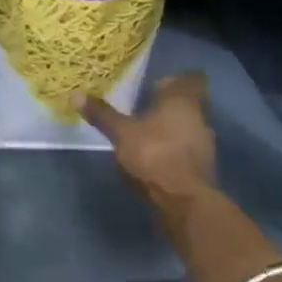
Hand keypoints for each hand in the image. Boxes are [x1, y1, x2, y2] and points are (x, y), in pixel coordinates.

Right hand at [80, 72, 215, 208]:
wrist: (184, 202)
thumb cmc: (154, 154)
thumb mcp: (121, 133)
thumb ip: (102, 114)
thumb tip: (75, 94)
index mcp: (182, 101)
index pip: (192, 79)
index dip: (177, 80)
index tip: (158, 84)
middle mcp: (200, 118)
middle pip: (190, 105)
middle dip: (170, 106)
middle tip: (146, 107)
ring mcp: (206, 145)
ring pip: (190, 128)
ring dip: (173, 129)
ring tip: (148, 134)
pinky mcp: (204, 170)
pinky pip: (189, 151)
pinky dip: (175, 151)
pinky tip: (157, 158)